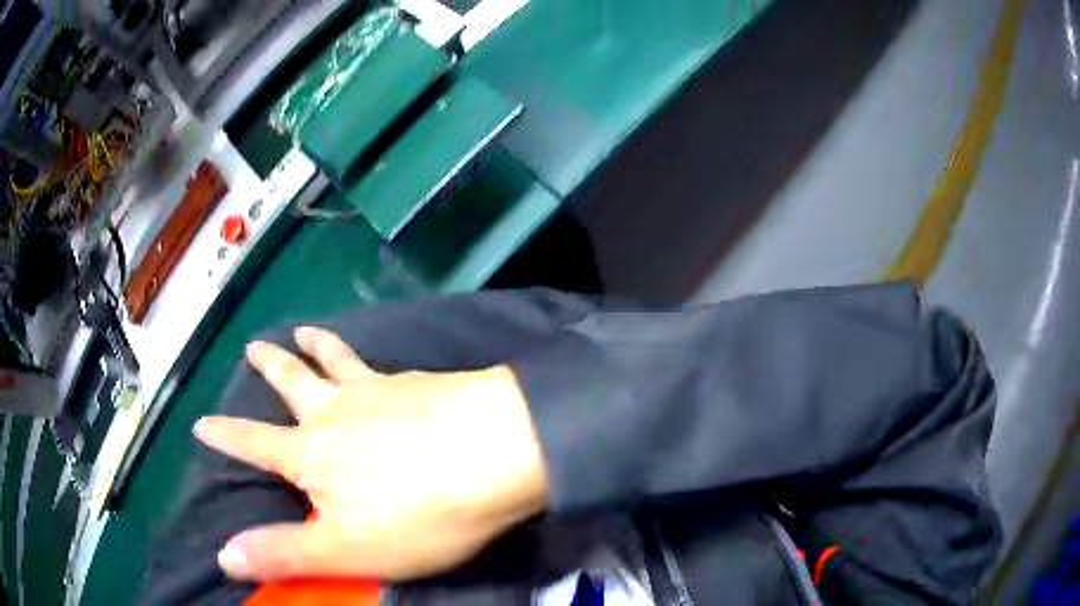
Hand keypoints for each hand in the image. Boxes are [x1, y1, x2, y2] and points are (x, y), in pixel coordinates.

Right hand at [193, 327, 548, 581]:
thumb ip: (284, 553)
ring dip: (316, 344)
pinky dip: (369, 354)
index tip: (201, 422)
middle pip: (293, 382)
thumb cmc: (421, 513)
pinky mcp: (421, 381)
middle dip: (269, 366)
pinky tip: (381, 357)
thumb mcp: (347, 550)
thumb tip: (222, 555)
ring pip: (336, 359)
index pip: (253, 444)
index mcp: (313, 454)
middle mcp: (337, 411)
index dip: (225, 436)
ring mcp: (381, 389)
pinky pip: (383, 362)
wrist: (500, 453)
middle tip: (253, 346)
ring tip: (303, 329)